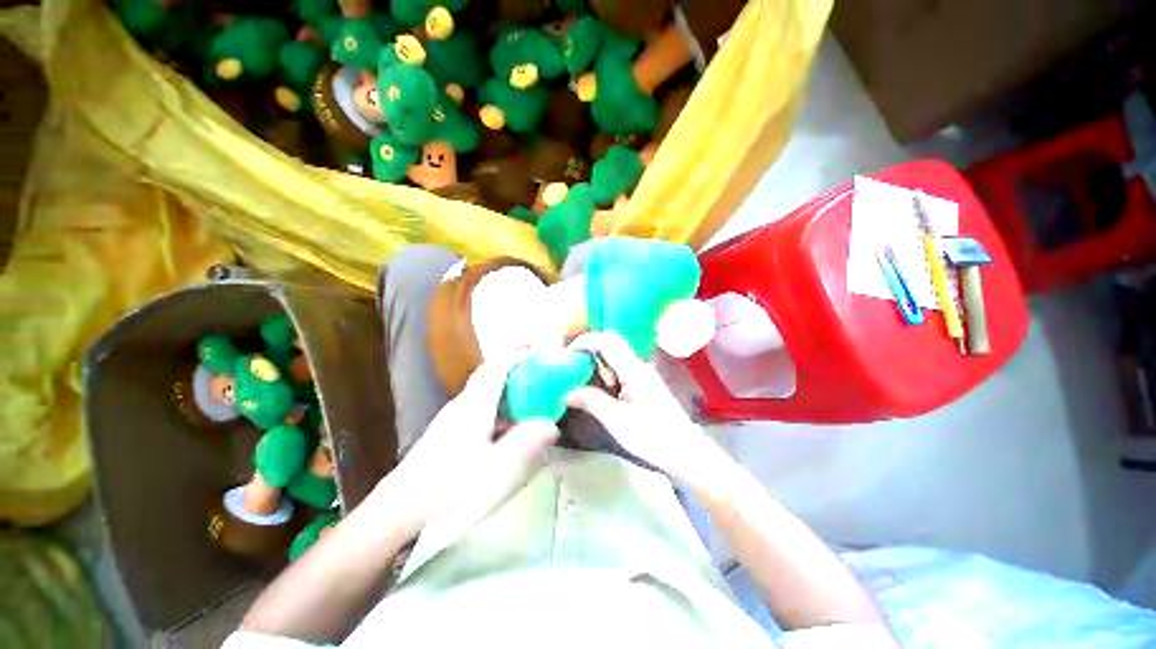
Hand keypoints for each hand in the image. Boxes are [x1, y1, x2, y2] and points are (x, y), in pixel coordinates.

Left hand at [374, 355, 558, 533]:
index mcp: (476, 404)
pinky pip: (480, 403)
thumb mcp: (493, 466)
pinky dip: (497, 402)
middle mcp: (465, 402)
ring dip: (506, 385)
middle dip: (513, 366)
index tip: (536, 352)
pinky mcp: (451, 425)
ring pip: (485, 388)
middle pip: (490, 373)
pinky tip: (506, 422)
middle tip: (536, 370)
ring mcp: (456, 413)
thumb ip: (525, 443)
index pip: (497, 367)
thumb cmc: (449, 481)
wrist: (402, 501)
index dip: (517, 355)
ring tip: (528, 393)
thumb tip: (553, 426)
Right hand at [565, 332, 723, 487]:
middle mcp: (640, 367)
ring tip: (579, 379)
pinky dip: (606, 376)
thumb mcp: (617, 420)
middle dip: (589, 351)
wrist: (686, 453)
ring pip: (617, 360)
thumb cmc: (653, 437)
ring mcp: (644, 376)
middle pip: (612, 346)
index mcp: (634, 369)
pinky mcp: (646, 387)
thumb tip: (567, 392)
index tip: (567, 352)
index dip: (585, 341)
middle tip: (570, 364)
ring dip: (598, 366)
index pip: (607, 341)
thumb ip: (591, 401)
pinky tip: (600, 391)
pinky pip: (622, 372)